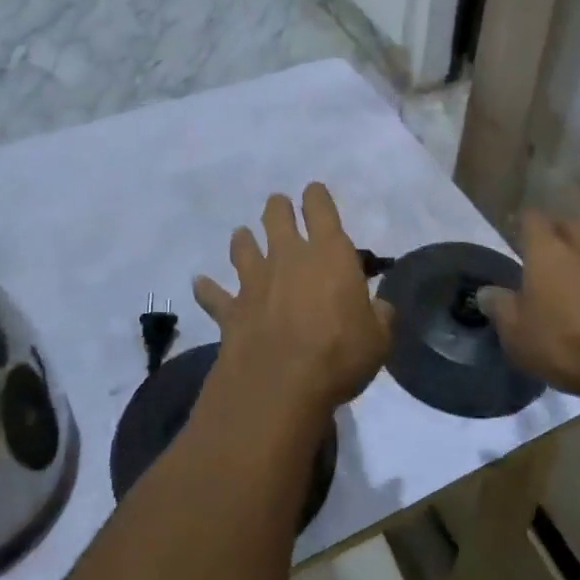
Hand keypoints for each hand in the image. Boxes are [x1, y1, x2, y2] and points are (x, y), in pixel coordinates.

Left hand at [192, 184, 391, 423]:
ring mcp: (254, 281)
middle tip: (279, 208)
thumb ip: (380, 317)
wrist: (279, 386)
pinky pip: (213, 294)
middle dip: (278, 208)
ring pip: (242, 246)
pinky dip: (206, 288)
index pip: (320, 208)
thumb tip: (381, 307)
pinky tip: (199, 283)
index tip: (314, 193)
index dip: (316, 196)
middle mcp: (288, 257)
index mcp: (329, 254)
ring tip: (242, 236)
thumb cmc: (338, 356)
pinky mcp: (231, 309)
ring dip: (243, 240)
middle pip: (277, 216)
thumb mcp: (378, 339)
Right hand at [479, 214, 579, 400]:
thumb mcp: (518, 334)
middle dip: (558, 233)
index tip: (517, 235)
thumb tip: (486, 292)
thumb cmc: (566, 345)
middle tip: (549, 252)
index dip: (523, 224)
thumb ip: (500, 307)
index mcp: (547, 250)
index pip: (532, 219)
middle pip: (569, 224)